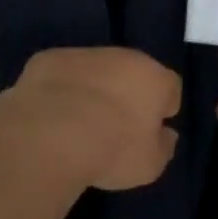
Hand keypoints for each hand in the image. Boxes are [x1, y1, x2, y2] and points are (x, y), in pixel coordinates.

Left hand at [7, 47, 180, 191]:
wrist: (49, 137)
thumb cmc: (111, 151)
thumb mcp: (150, 165)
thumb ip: (163, 146)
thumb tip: (165, 134)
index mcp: (153, 77)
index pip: (170, 88)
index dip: (162, 110)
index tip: (149, 132)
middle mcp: (121, 56)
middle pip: (131, 72)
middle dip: (126, 94)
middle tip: (114, 127)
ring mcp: (82, 54)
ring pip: (95, 70)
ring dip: (92, 89)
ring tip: (77, 123)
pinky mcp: (47, 59)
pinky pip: (61, 74)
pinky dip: (59, 89)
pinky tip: (50, 115)